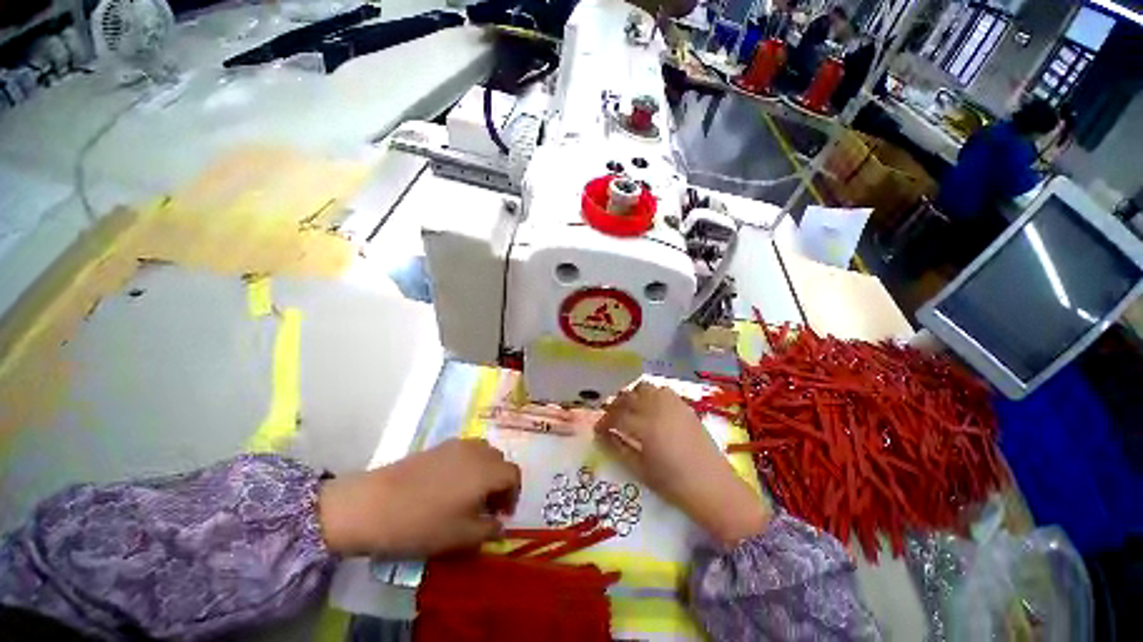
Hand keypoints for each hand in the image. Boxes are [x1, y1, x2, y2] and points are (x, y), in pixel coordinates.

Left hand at [318, 439, 520, 557]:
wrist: (375, 504)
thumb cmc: (424, 524)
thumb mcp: (462, 537)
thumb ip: (489, 530)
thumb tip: (499, 525)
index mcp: (488, 471)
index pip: (514, 475)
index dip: (513, 495)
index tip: (501, 515)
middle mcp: (478, 451)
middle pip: (500, 461)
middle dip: (500, 483)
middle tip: (486, 507)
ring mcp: (457, 445)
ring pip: (483, 453)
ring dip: (484, 471)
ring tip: (469, 494)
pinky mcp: (438, 446)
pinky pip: (464, 451)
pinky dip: (467, 465)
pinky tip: (448, 485)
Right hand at [595, 383, 769, 546]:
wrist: (714, 487)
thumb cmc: (674, 485)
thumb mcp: (640, 470)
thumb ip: (618, 449)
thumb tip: (602, 436)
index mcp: (645, 427)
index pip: (616, 416)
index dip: (604, 422)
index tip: (598, 430)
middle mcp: (657, 409)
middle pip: (628, 397)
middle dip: (615, 405)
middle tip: (611, 418)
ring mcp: (673, 405)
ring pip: (645, 387)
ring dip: (633, 395)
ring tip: (630, 409)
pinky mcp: (685, 406)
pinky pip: (663, 391)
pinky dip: (651, 394)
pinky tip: (651, 408)